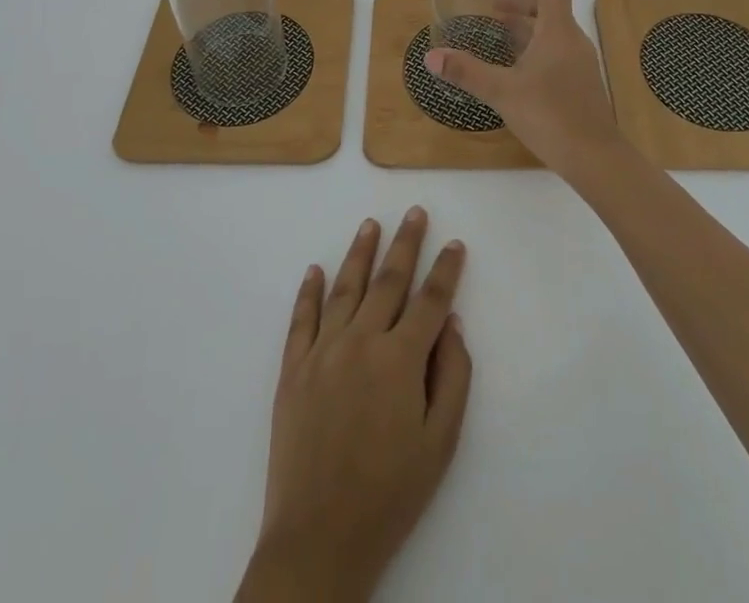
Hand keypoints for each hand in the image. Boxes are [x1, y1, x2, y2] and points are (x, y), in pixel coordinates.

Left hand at [237, 209, 471, 602]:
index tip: (455, 244)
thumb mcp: (440, 443)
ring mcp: (323, 351)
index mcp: (400, 359)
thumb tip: (452, 323)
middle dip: (406, 243)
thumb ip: (452, 377)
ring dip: (360, 253)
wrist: (319, 537)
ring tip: (371, 225)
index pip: (430, 300)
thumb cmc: (390, 494)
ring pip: (345, 288)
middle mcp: (361, 341)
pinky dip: (309, 291)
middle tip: (415, 212)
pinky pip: (301, 318)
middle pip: (388, 281)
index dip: (446, 270)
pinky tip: (315, 269)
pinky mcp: (293, 368)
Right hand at [424, 0, 622, 178]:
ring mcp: (580, 63)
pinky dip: (535, 46)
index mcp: (558, 31)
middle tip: (492, 6)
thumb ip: (467, 72)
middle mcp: (573, 40)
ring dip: (527, 25)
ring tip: (499, 31)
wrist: (594, 157)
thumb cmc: (550, 115)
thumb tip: (431, 56)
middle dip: (521, 1)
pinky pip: (557, 50)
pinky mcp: (580, 83)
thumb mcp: (502, 91)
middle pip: (550, 7)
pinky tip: (516, 66)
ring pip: (553, 31)